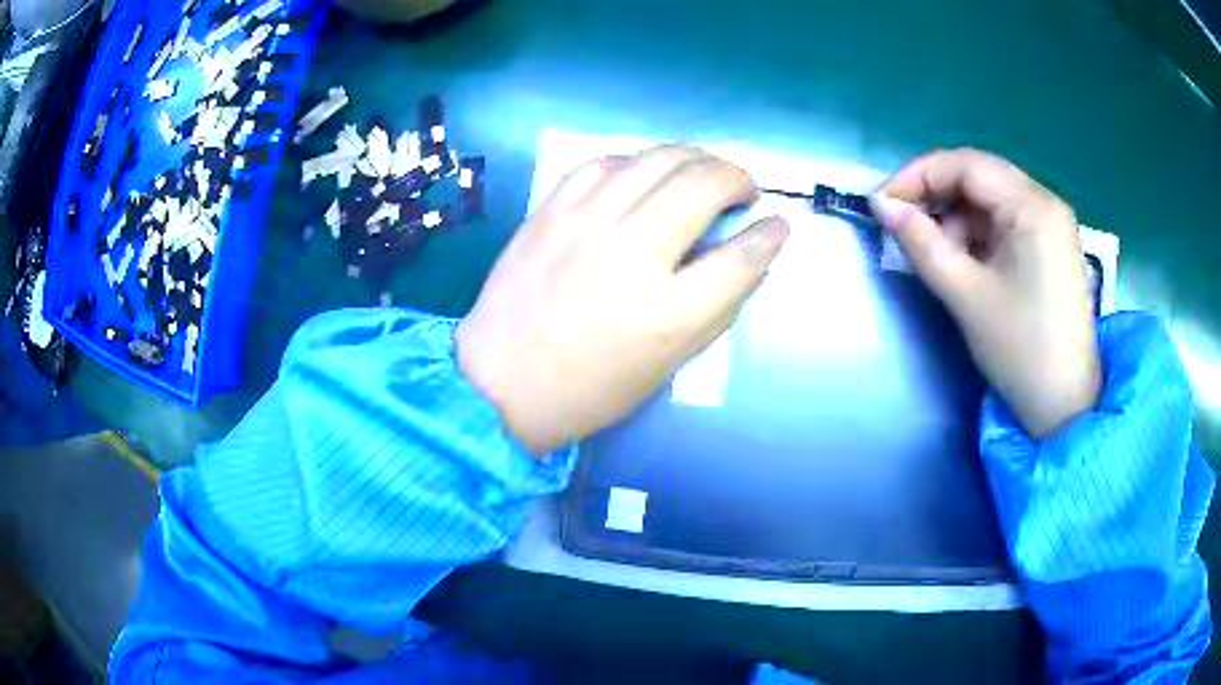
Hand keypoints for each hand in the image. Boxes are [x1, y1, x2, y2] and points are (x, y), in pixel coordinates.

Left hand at [457, 147, 788, 454]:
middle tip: (742, 191)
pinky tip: (644, 176)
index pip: (743, 257)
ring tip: (703, 172)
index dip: (770, 235)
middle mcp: (632, 255)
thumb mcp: (667, 366)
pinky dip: (638, 161)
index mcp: (668, 313)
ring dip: (696, 158)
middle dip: (738, 178)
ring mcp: (586, 224)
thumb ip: (714, 309)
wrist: (500, 382)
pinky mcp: (551, 209)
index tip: (777, 225)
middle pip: (704, 185)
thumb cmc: (589, 390)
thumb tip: (746, 258)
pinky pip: (606, 161)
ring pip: (659, 158)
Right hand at [870, 149, 1100, 437]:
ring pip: (991, 199)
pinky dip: (979, 234)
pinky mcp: (1051, 246)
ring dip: (958, 218)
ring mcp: (1052, 224)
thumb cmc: (1020, 350)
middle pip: (980, 176)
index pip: (966, 165)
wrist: (1064, 405)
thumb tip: (880, 204)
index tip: (884, 204)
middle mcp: (1046, 203)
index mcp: (1033, 206)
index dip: (919, 176)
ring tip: (941, 257)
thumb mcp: (965, 295)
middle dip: (937, 196)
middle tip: (905, 225)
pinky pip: (1006, 221)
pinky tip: (968, 264)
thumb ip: (920, 243)